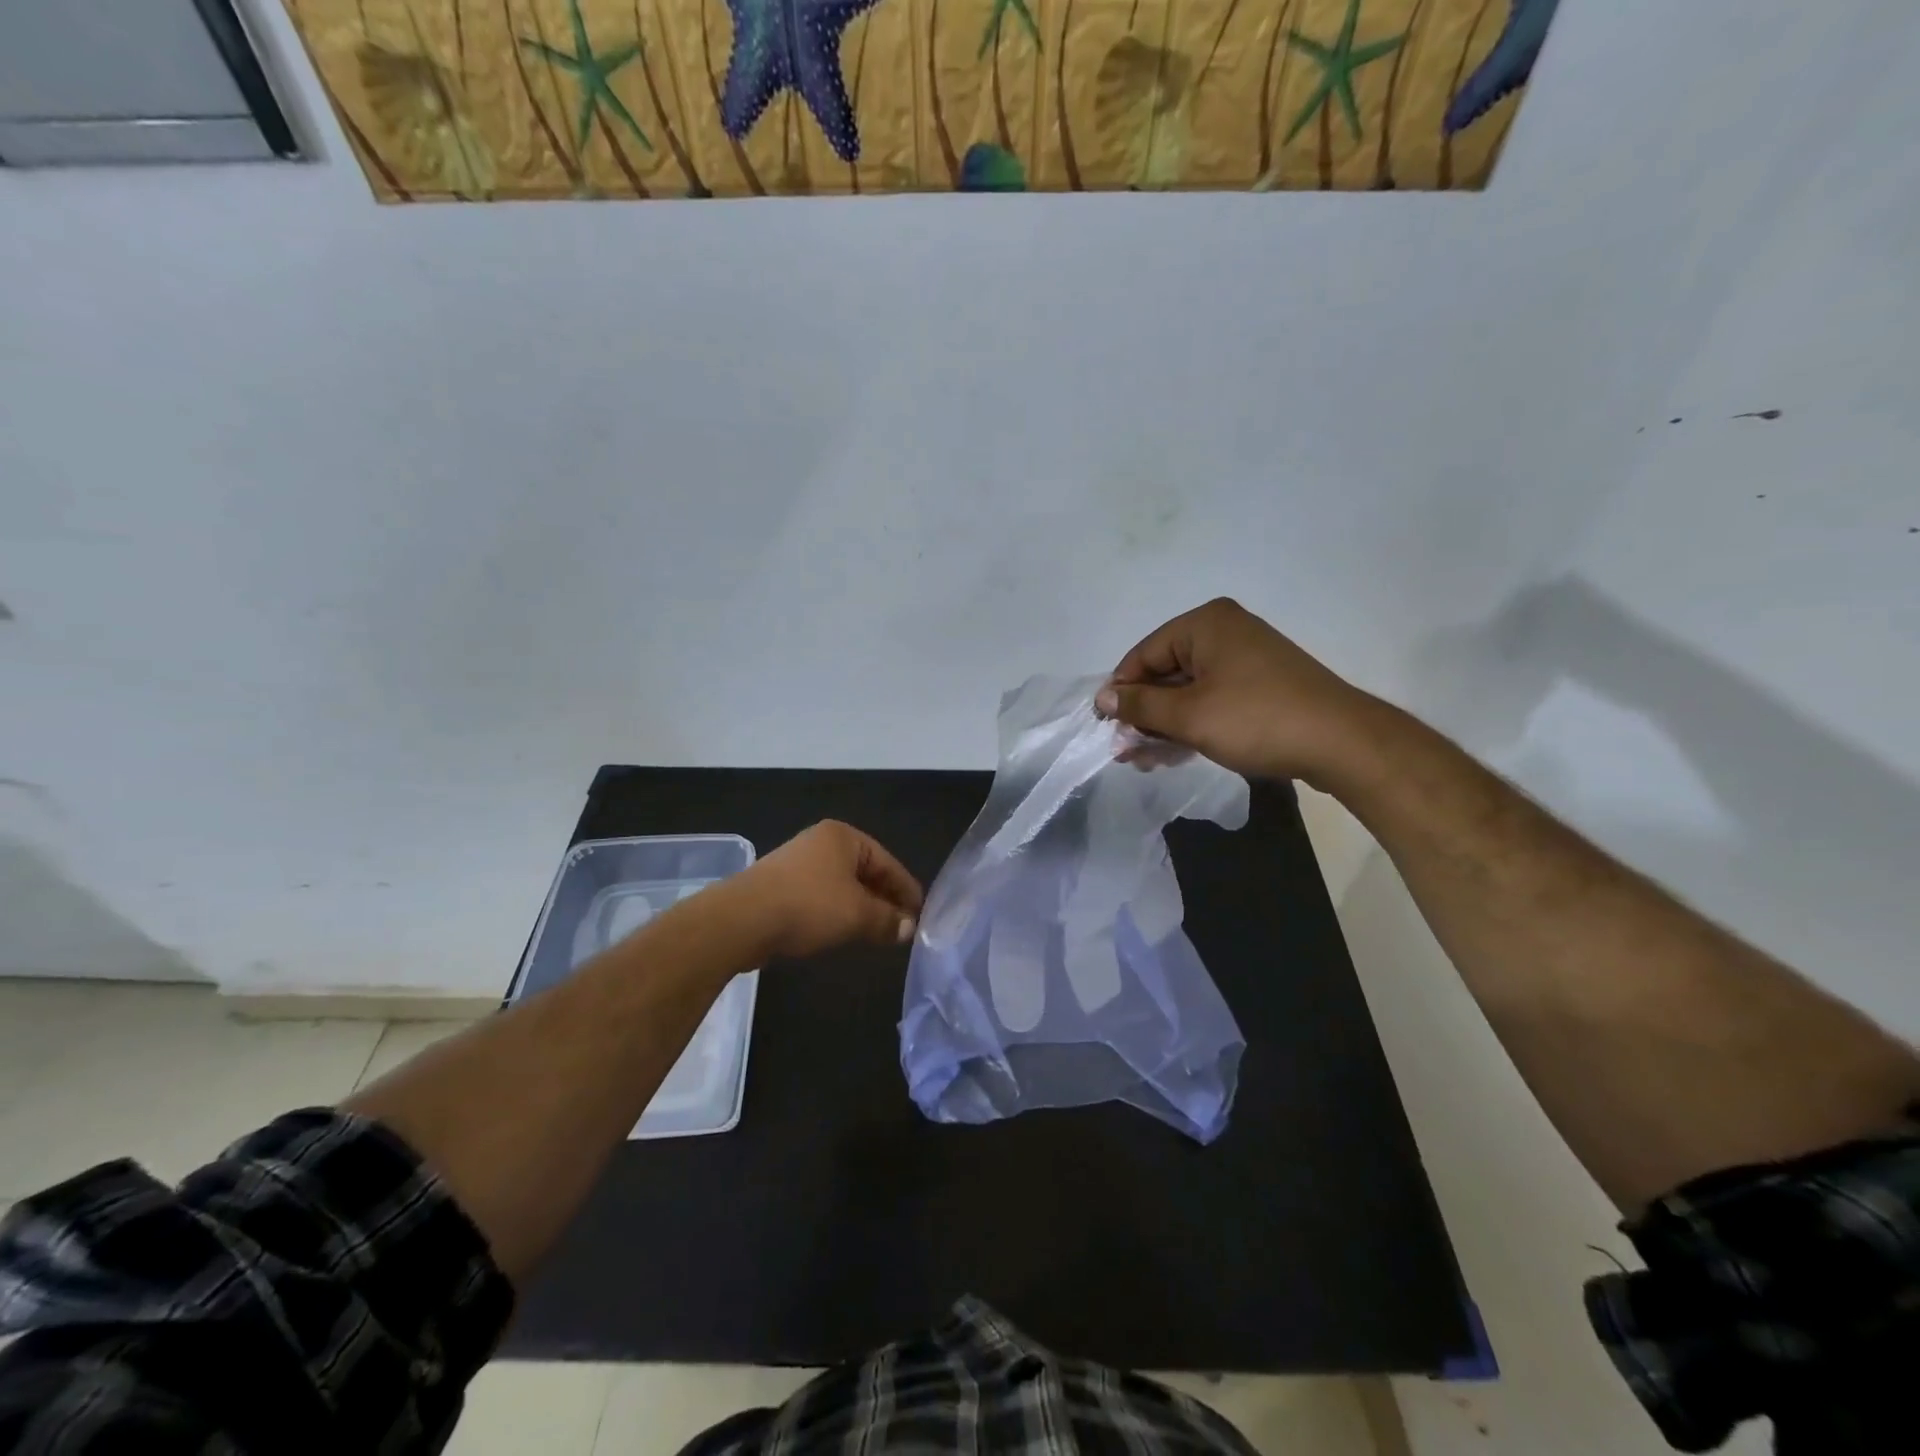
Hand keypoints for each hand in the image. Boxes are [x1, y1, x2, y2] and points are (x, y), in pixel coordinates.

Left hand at [723, 820, 923, 960]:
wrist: (741, 920)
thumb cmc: (808, 906)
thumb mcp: (857, 914)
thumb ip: (887, 920)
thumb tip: (908, 928)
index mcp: (844, 837)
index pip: (888, 863)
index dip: (906, 890)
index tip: (920, 915)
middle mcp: (822, 842)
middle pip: (865, 872)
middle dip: (884, 900)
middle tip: (902, 927)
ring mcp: (798, 862)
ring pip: (843, 886)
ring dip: (861, 908)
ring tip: (877, 933)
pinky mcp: (781, 885)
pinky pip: (821, 896)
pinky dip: (837, 912)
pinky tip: (843, 932)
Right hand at [1095, 598, 1380, 783]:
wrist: (1341, 743)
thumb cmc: (1256, 720)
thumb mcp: (1188, 715)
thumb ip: (1140, 705)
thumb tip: (1103, 697)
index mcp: (1205, 624)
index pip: (1144, 654)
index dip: (1121, 691)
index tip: (1107, 728)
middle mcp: (1224, 632)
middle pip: (1165, 672)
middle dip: (1143, 713)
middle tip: (1126, 751)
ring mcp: (1246, 658)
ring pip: (1187, 690)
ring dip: (1164, 724)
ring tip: (1145, 760)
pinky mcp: (1261, 684)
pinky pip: (1212, 699)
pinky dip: (1191, 724)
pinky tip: (1174, 753)